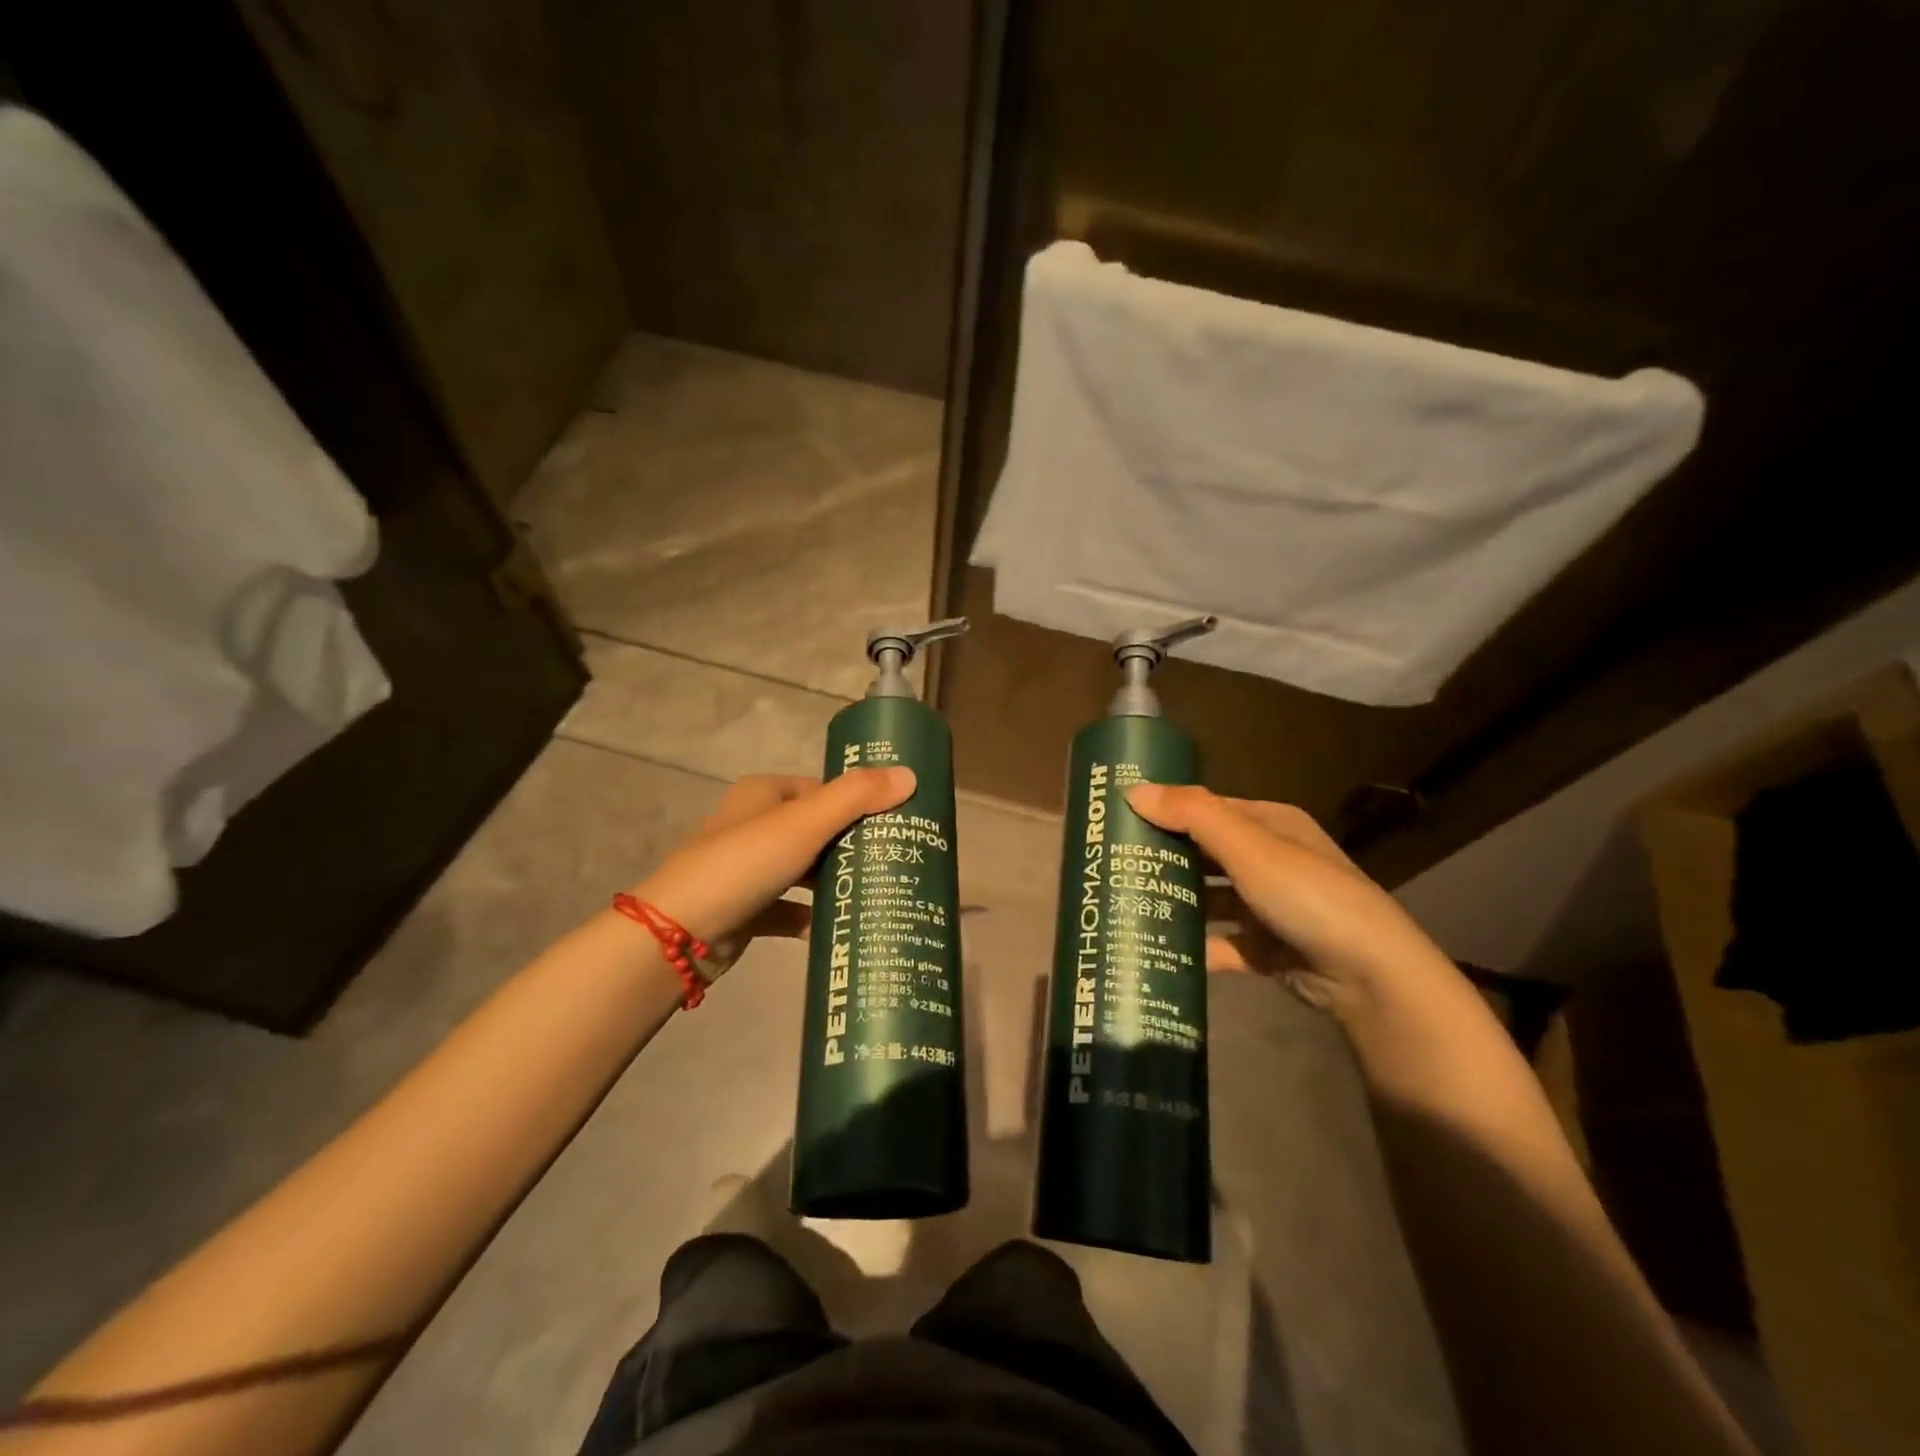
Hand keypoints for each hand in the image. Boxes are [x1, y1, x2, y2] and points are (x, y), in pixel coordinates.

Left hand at [633, 768, 914, 977]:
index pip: (822, 789)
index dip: (858, 801)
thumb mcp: (804, 824)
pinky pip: (790, 909)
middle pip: (817, 830)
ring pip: (805, 870)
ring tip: (878, 890)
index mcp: (764, 794)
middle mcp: (754, 826)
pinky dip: (812, 916)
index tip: (897, 821)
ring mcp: (749, 869)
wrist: (679, 933)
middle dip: (852, 844)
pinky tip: (842, 926)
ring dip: (835, 880)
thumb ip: (856, 798)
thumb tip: (910, 775)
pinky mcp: (747, 909)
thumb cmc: (744, 863)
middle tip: (895, 859)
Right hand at [1127, 783, 1453, 1016]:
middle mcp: (1271, 862)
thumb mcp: (1250, 847)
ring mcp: (1269, 908)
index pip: (1208, 809)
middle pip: (1205, 854)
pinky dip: (1194, 946)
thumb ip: (1192, 815)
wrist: (1369, 977)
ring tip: (1124, 904)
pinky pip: (1220, 943)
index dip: (1167, 810)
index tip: (1120, 819)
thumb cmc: (1307, 895)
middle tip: (1112, 864)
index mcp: (1271, 826)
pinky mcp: (1267, 950)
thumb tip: (1132, 790)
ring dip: (1175, 902)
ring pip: (1210, 900)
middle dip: (1164, 857)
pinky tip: (1157, 949)